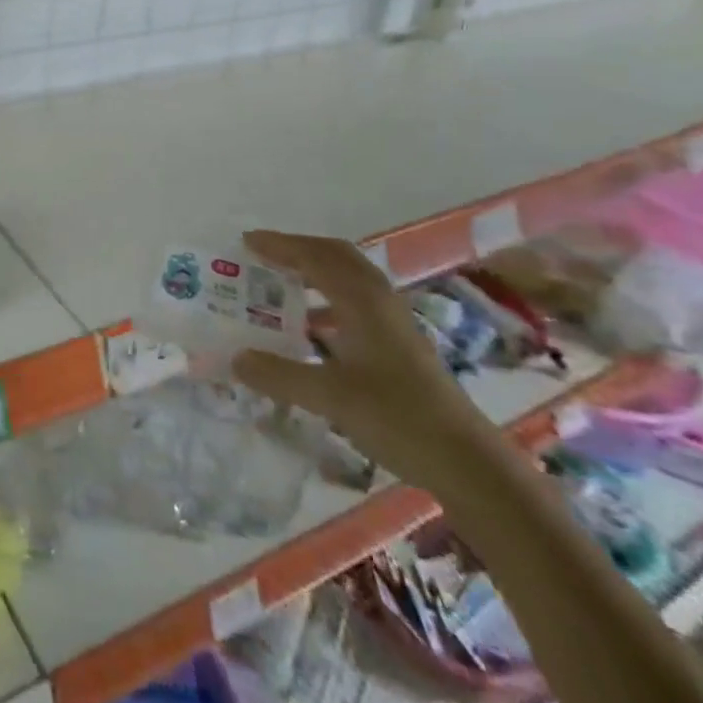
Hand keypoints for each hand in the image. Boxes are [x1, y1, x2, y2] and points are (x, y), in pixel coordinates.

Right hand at [232, 231, 501, 497]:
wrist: (466, 461)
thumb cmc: (397, 418)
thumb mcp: (330, 397)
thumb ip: (279, 375)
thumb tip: (236, 358)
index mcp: (363, 301)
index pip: (315, 257)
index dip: (280, 245)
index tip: (246, 241)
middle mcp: (379, 301)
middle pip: (336, 257)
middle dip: (298, 250)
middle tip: (262, 256)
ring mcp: (393, 322)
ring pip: (348, 279)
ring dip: (313, 273)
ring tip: (279, 285)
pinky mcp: (399, 344)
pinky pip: (355, 303)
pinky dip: (327, 301)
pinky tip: (310, 328)